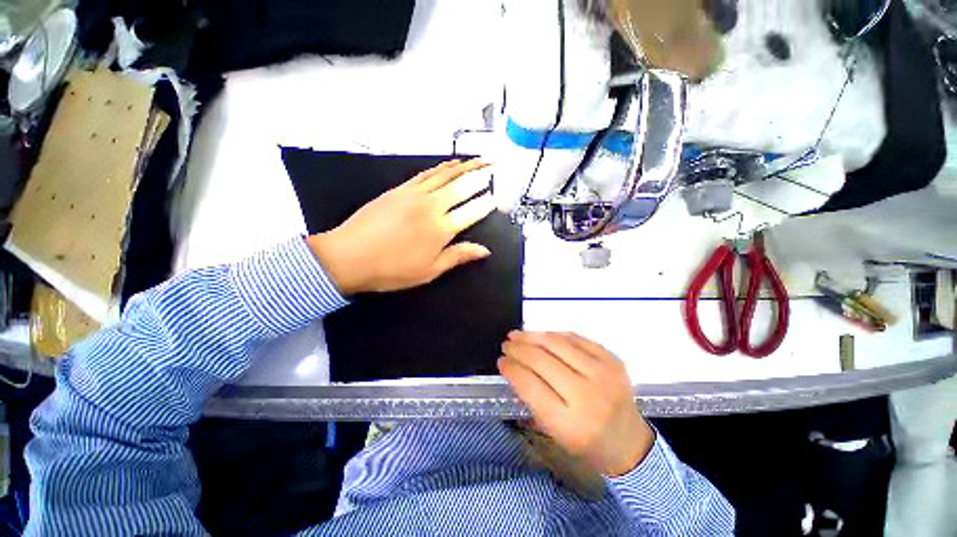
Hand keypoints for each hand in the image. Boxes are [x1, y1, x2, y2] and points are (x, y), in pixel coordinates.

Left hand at [306, 159, 494, 294]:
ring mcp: (415, 194)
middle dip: (481, 175)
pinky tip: (450, 164)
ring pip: (445, 175)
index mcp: (441, 230)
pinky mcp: (400, 189)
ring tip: (479, 158)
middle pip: (462, 186)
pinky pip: (426, 173)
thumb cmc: (392, 269)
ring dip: (465, 166)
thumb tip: (484, 250)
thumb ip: (458, 256)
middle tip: (495, 165)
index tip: (499, 196)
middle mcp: (432, 207)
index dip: (488, 203)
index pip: (473, 212)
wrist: (348, 257)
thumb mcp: (429, 270)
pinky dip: (442, 167)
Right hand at [499, 331, 654, 476]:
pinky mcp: (612, 360)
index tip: (501, 361)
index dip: (512, 369)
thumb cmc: (586, 443)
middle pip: (543, 361)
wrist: (628, 441)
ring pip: (558, 344)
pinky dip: (555, 334)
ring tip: (518, 335)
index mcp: (571, 425)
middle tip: (506, 344)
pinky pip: (576, 338)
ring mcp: (604, 374)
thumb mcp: (554, 432)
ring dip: (533, 336)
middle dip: (519, 349)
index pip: (531, 386)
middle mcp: (589, 397)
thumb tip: (514, 366)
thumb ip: (532, 399)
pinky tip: (542, 335)